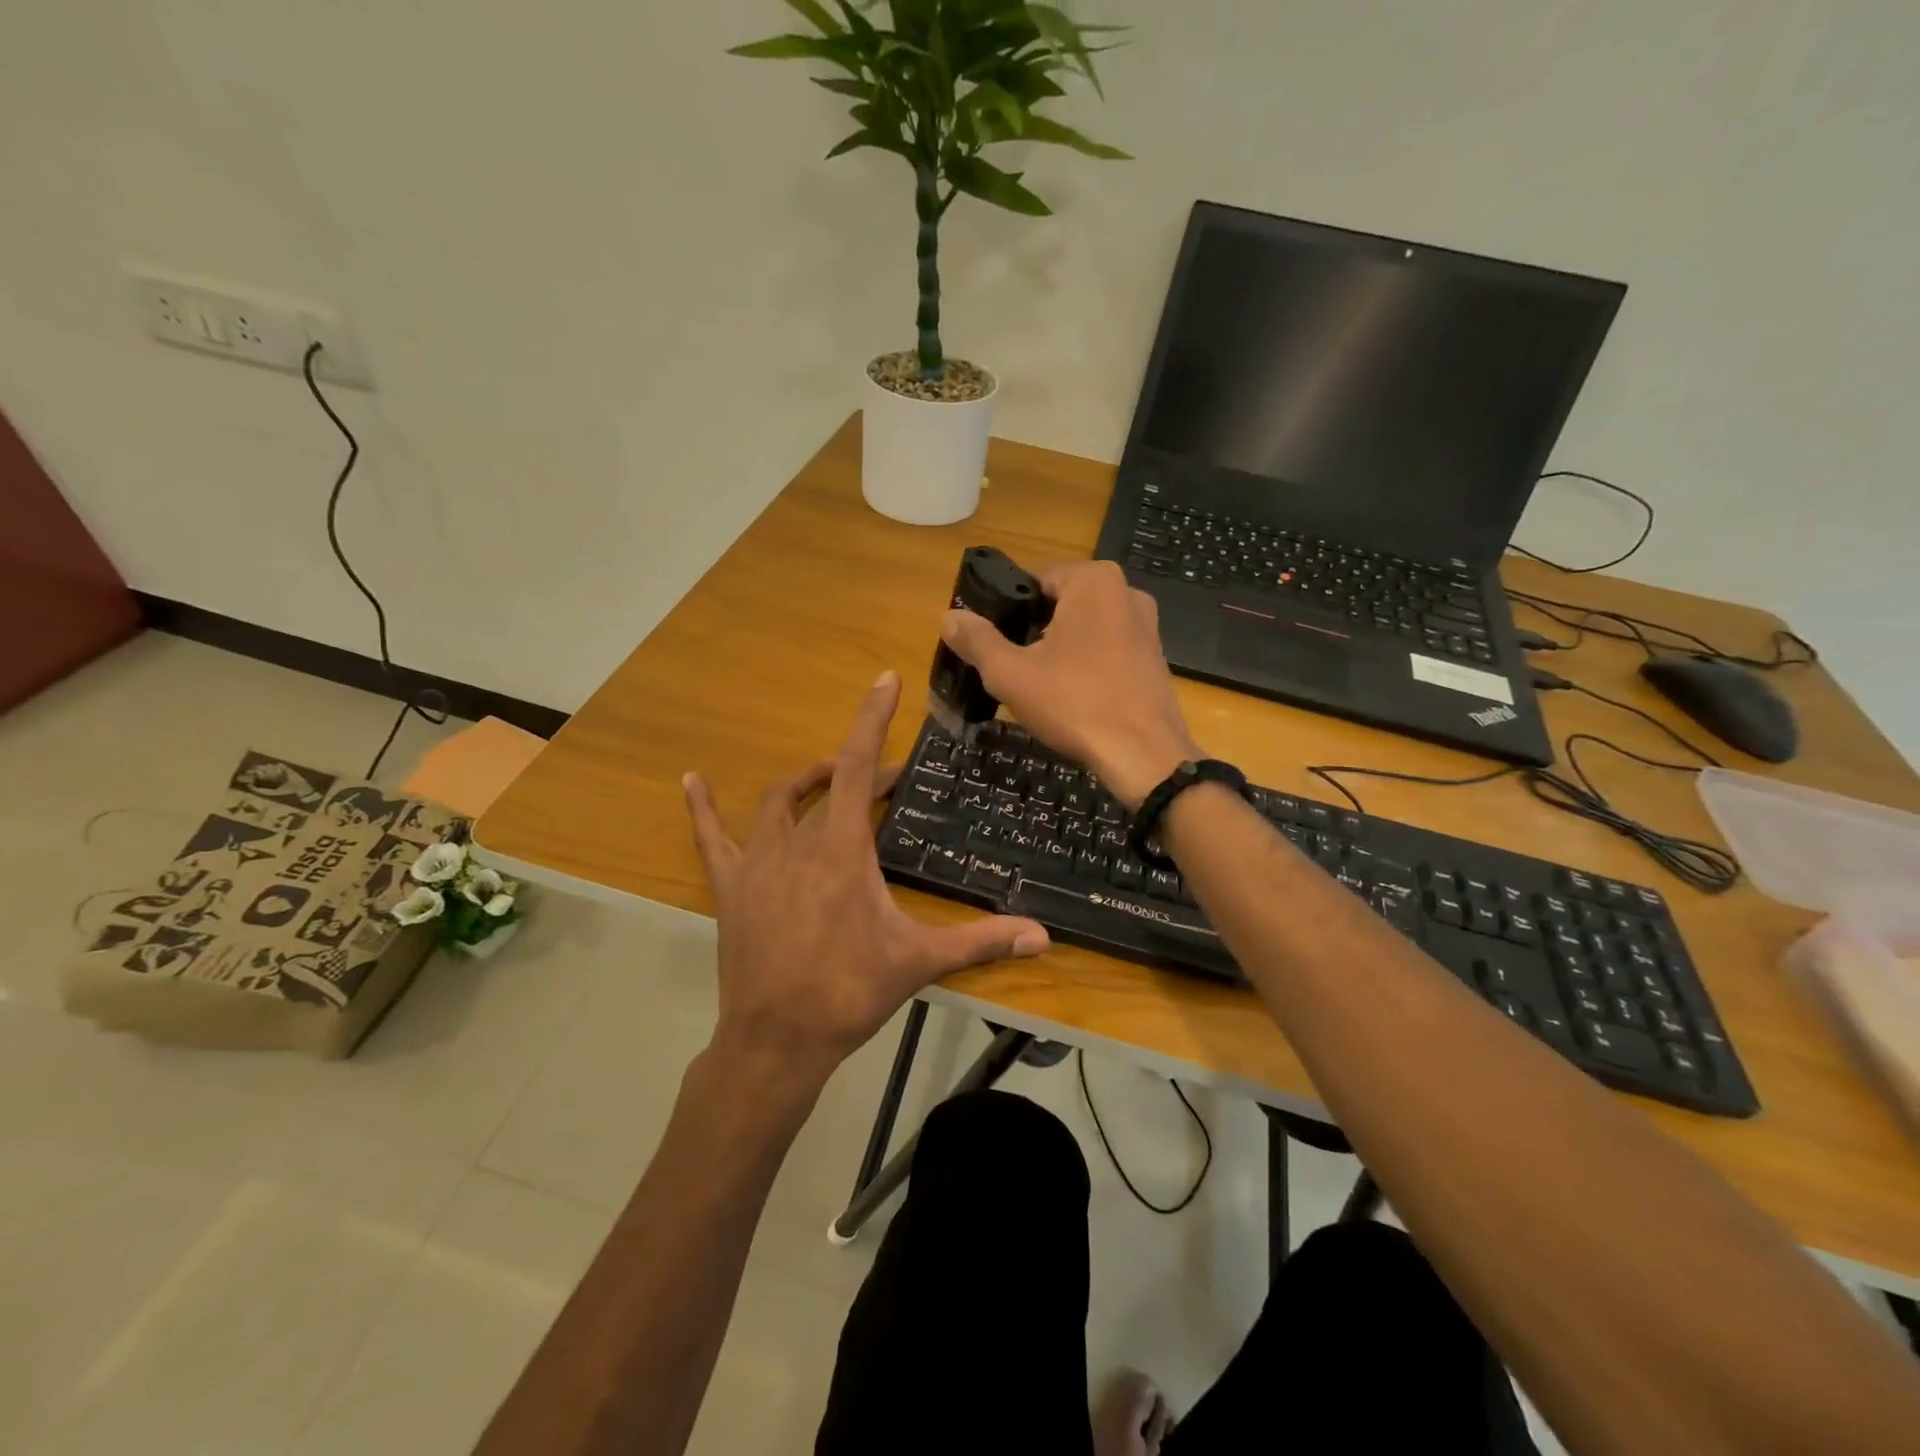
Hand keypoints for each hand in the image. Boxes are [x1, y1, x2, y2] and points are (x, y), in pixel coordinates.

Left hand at [683, 670, 1049, 1092]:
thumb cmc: (847, 993)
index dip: (871, 719)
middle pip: (828, 784)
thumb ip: (980, 942)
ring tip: (828, 776)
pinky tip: (692, 780)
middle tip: (887, 779)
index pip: (857, 767)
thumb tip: (1044, 938)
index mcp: (841, 850)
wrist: (775, 1041)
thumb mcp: (918, 961)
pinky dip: (703, 807)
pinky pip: (712, 836)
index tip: (885, 680)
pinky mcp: (731, 886)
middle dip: (858, 770)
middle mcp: (797, 842)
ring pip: (778, 801)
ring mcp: (757, 862)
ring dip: (806, 781)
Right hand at [940, 560, 1201, 809]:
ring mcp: (1147, 626)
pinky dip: (1086, 666)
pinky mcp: (1155, 657)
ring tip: (1039, 687)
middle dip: (1033, 632)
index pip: (1033, 580)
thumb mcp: (1011, 674)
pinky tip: (1073, 697)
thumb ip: (977, 641)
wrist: (1144, 757)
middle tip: (1012, 669)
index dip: (1007, 611)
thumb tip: (948, 617)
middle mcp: (1126, 591)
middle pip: (1060, 604)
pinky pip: (1107, 650)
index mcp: (1093, 580)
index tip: (992, 644)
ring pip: (1084, 629)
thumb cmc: (1074, 704)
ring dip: (1059, 651)